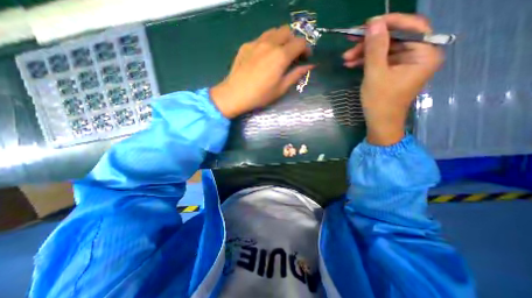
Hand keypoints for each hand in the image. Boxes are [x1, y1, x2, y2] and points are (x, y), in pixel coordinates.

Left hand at [210, 26, 312, 118]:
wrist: (235, 94)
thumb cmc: (260, 95)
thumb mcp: (281, 89)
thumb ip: (296, 75)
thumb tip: (310, 66)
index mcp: (281, 56)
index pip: (300, 42)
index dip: (306, 49)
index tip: (305, 58)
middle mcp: (270, 44)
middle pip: (287, 31)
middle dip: (294, 41)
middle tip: (292, 55)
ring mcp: (256, 42)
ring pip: (274, 31)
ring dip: (281, 39)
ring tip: (279, 53)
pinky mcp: (246, 45)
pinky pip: (261, 38)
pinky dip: (268, 43)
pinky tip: (264, 56)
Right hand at [343, 14, 443, 146]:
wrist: (380, 123)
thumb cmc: (380, 102)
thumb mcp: (375, 74)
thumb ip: (375, 48)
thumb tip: (373, 23)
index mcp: (424, 54)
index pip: (411, 27)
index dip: (389, 23)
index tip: (367, 24)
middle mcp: (419, 56)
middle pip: (395, 39)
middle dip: (370, 42)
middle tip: (350, 44)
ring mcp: (406, 65)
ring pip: (385, 50)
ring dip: (364, 53)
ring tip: (346, 59)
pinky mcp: (395, 72)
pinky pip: (381, 61)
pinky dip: (367, 62)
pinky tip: (352, 64)